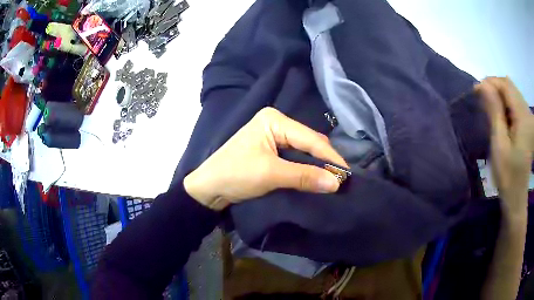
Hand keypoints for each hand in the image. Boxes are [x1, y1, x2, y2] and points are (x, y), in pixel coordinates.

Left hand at [184, 107, 347, 210]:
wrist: (208, 188)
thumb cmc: (235, 174)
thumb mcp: (270, 174)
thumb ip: (304, 176)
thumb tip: (336, 183)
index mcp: (274, 119)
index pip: (309, 138)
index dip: (330, 157)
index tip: (347, 174)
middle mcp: (276, 122)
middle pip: (308, 141)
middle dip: (325, 160)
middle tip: (342, 178)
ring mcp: (273, 135)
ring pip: (303, 150)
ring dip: (317, 165)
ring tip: (334, 178)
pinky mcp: (271, 149)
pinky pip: (295, 156)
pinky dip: (306, 167)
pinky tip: (317, 176)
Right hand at [475, 77, 533, 213]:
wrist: (517, 196)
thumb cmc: (507, 176)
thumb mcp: (499, 144)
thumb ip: (494, 111)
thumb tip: (483, 85)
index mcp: (523, 117)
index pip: (506, 85)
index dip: (491, 83)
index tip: (476, 91)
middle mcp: (527, 112)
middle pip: (510, 86)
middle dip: (494, 87)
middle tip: (481, 99)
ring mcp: (528, 118)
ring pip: (512, 93)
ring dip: (499, 95)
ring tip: (489, 107)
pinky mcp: (527, 123)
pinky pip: (515, 103)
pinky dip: (505, 104)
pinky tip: (500, 115)